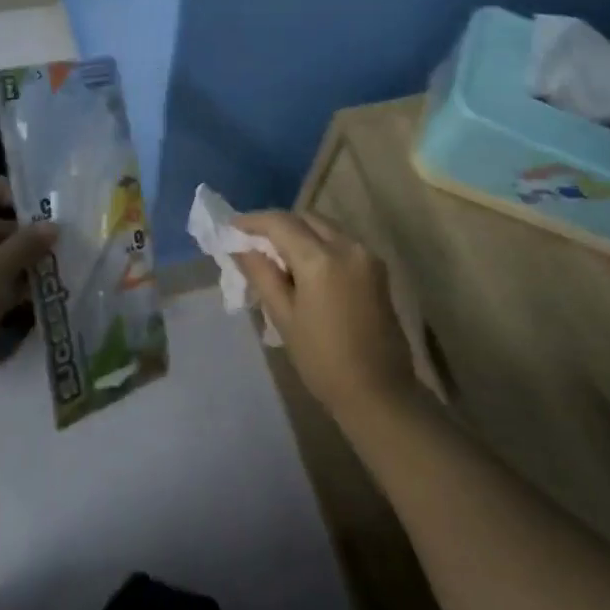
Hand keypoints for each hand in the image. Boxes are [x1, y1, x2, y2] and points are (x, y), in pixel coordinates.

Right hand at [232, 211, 416, 422]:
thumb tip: (241, 247)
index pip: (281, 223)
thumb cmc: (323, 360)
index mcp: (321, 259)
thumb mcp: (284, 318)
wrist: (378, 391)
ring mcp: (366, 255)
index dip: (253, 221)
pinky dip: (319, 244)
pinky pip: (341, 242)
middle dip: (277, 224)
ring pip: (325, 227)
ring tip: (276, 254)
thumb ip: (262, 275)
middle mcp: (348, 246)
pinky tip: (304, 266)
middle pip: (305, 218)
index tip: (231, 226)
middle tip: (252, 241)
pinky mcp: (377, 267)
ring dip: (299, 232)